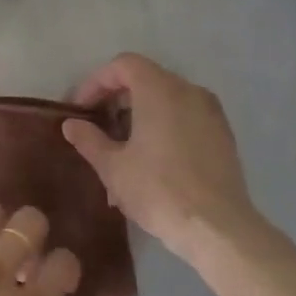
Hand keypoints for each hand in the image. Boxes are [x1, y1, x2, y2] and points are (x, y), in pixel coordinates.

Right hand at [61, 53, 259, 258]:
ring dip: (139, 115)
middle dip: (117, 99)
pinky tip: (151, 160)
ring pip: (166, 99)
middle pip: (145, 79)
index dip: (96, 82)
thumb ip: (89, 139)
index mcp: (160, 90)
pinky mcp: (223, 136)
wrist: (219, 230)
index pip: (123, 65)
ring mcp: (211, 113)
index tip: (81, 109)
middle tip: (98, 127)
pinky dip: (164, 126)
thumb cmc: (159, 190)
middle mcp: (188, 91)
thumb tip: (72, 124)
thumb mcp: (112, 166)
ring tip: (122, 149)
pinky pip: (185, 118)